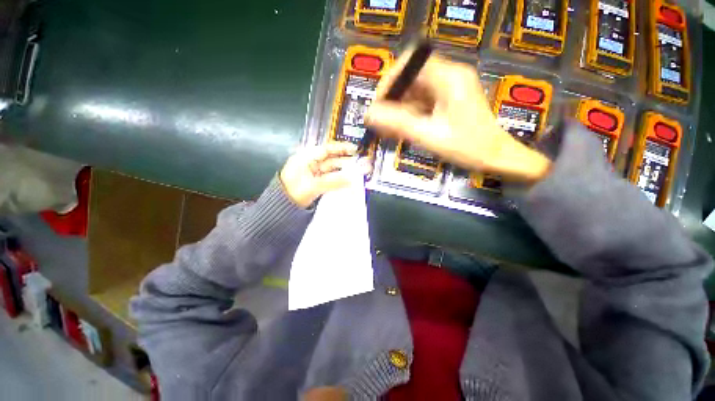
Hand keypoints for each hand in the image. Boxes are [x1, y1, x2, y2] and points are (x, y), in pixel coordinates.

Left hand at [280, 142, 370, 208]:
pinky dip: (339, 179)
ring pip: (332, 170)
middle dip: (345, 160)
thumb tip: (351, 179)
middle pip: (331, 159)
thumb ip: (332, 182)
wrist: (282, 208)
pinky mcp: (317, 183)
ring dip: (344, 171)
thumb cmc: (292, 193)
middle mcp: (311, 163)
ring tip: (358, 172)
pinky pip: (331, 178)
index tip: (354, 149)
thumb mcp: (312, 186)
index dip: (340, 148)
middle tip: (360, 162)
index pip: (326, 149)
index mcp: (305, 158)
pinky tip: (349, 181)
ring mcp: (314, 174)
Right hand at [365, 50, 550, 182]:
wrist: (495, 157)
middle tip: (381, 123)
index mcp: (448, 78)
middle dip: (393, 101)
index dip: (389, 81)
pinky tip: (402, 130)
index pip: (410, 63)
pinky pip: (423, 102)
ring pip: (415, 92)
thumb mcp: (428, 135)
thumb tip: (369, 114)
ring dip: (400, 110)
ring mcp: (449, 88)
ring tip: (389, 131)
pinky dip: (410, 115)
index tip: (379, 105)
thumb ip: (397, 124)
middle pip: (411, 78)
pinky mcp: (448, 100)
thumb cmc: (467, 147)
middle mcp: (449, 76)